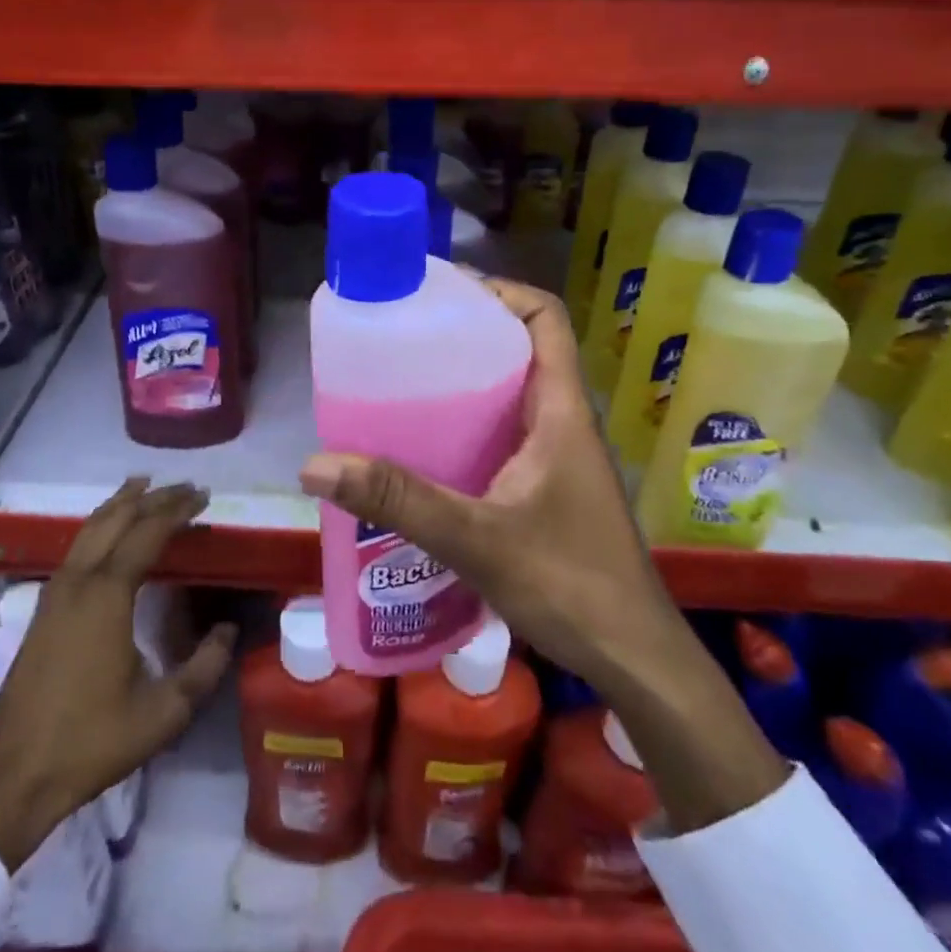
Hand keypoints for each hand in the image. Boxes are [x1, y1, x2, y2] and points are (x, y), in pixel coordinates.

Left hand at [0, 479, 236, 869]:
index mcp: (107, 596)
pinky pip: (75, 548)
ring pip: (89, 529)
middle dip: (152, 497)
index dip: (177, 510)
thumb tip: (229, 630)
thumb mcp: (164, 712)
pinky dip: (99, 527)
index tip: (204, 495)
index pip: (146, 532)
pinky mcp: (41, 611)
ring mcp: (53, 594)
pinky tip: (108, 534)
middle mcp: (78, 582)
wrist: (12, 778)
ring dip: (120, 505)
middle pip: (116, 519)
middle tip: (184, 486)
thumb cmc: (92, 742)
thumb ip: (205, 667)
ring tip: (144, 487)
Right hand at [298, 278, 785, 831]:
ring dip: (466, 386)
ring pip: (512, 397)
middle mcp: (565, 422)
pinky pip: (507, 438)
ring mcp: (561, 458)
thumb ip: (399, 501)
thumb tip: (316, 465)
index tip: (443, 294)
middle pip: (521, 350)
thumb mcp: (476, 538)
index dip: (500, 292)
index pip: (545, 318)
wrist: (634, 659)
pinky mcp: (551, 490)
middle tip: (405, 339)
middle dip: (467, 336)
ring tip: (403, 387)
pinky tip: (427, 456)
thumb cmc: (570, 585)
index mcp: (562, 410)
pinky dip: (469, 431)